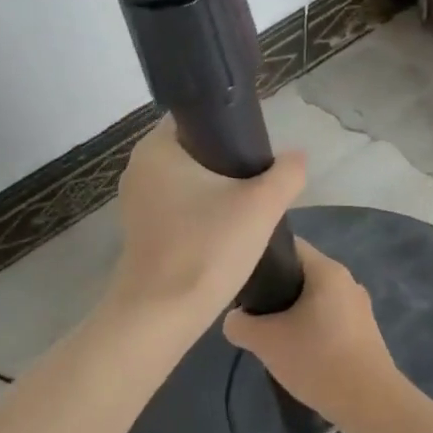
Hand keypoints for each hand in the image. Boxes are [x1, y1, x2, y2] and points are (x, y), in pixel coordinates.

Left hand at [106, 118, 306, 328]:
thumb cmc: (206, 248)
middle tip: (259, 181)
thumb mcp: (260, 206)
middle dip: (227, 162)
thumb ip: (286, 174)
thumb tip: (296, 157)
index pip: (197, 117)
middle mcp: (139, 166)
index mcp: (156, 147)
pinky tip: (224, 231)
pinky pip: (176, 206)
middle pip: (193, 149)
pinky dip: (200, 212)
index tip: (258, 148)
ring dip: (215, 189)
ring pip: (186, 180)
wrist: (161, 315)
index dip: (230, 127)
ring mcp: (135, 200)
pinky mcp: (139, 229)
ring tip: (247, 207)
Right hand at [223, 239, 402, 432]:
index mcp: (327, 270)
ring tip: (274, 337)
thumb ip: (239, 324)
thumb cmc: (318, 360)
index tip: (244, 280)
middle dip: (276, 291)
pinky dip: (312, 330)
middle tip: (254, 313)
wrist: (372, 405)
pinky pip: (330, 319)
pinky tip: (300, 354)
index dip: (262, 258)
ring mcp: (359, 307)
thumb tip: (235, 319)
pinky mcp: (365, 332)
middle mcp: (347, 280)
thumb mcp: (265, 342)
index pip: (288, 246)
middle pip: (301, 274)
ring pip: (315, 299)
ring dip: (293, 313)